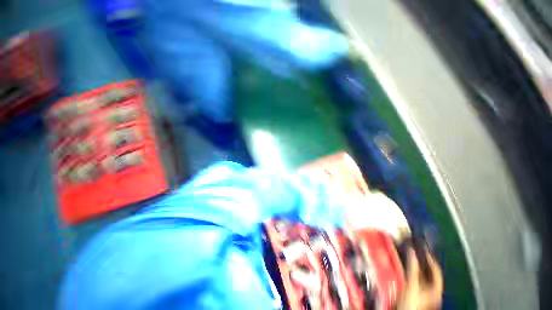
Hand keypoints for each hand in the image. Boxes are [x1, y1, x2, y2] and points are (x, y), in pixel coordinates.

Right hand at [397, 249, 442, 309]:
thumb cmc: (412, 301)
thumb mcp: (411, 284)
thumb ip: (412, 268)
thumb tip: (412, 251)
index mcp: (436, 288)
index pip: (436, 270)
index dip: (431, 259)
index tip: (423, 249)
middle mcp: (434, 291)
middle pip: (430, 274)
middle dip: (422, 262)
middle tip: (415, 252)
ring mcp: (427, 294)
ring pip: (423, 277)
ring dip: (417, 267)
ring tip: (410, 258)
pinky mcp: (419, 294)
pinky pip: (418, 280)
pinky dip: (414, 273)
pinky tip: (408, 270)